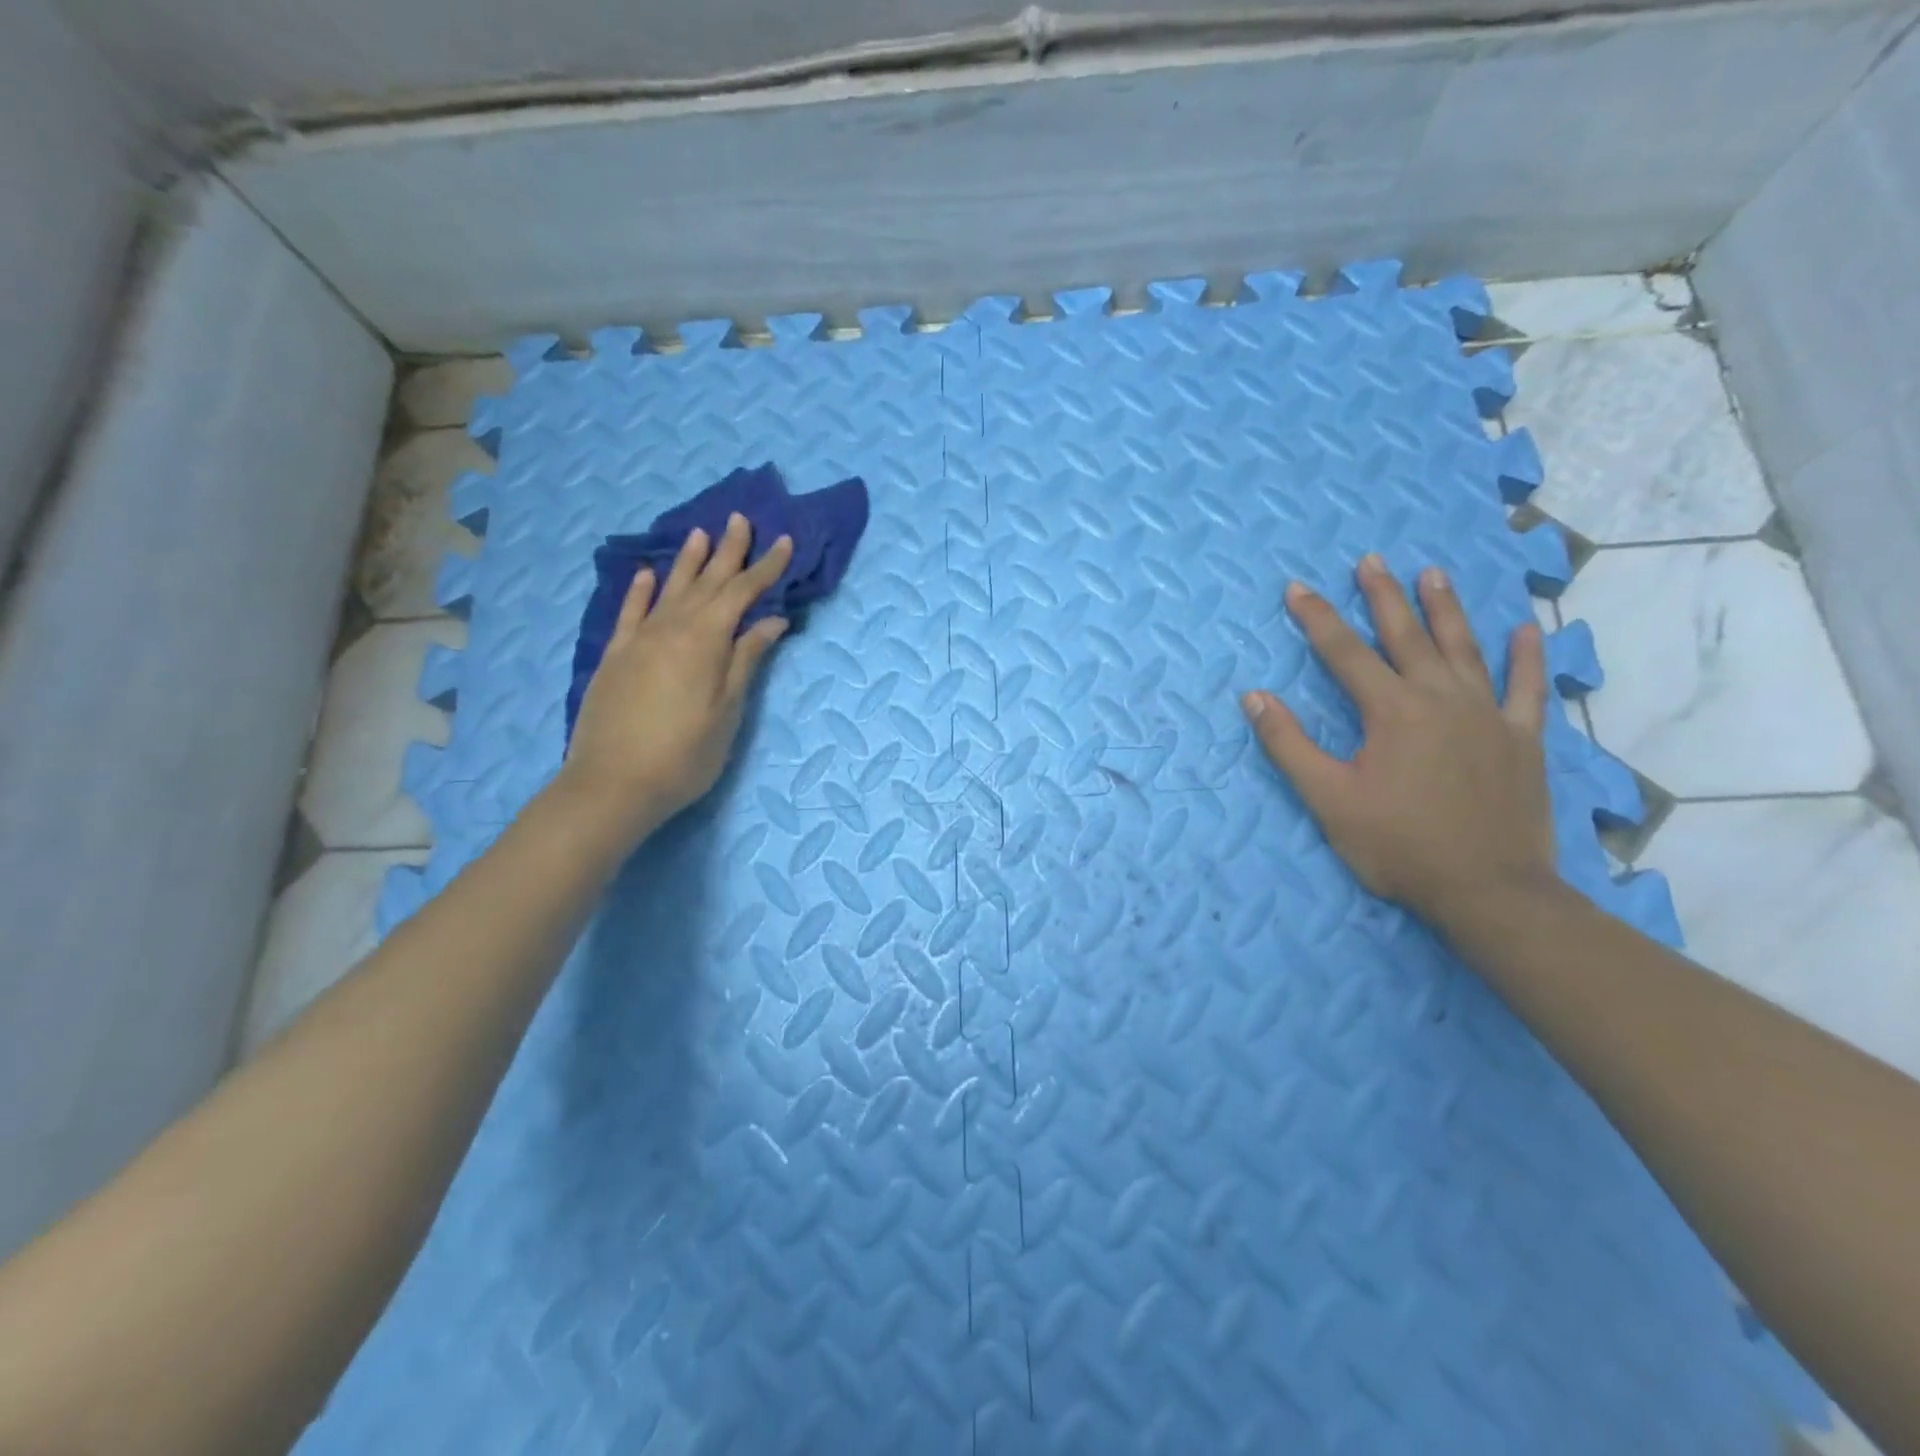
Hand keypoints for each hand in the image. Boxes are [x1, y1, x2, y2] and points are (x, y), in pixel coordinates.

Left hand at [558, 513, 793, 838]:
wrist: (612, 785)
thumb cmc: (684, 755)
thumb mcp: (728, 711)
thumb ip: (746, 660)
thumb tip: (771, 620)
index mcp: (704, 641)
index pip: (741, 593)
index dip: (765, 568)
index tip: (785, 542)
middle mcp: (671, 628)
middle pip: (705, 582)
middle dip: (727, 551)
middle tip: (740, 520)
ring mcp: (638, 640)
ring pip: (669, 589)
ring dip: (687, 561)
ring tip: (700, 533)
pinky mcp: (615, 657)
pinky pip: (630, 612)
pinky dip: (641, 590)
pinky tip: (648, 575)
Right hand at [1241, 554, 1555, 932]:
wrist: (1489, 891)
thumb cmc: (1399, 846)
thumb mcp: (1328, 799)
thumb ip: (1289, 744)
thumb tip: (1255, 696)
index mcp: (1391, 711)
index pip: (1344, 652)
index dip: (1317, 618)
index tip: (1297, 587)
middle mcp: (1441, 698)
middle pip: (1407, 636)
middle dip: (1383, 596)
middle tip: (1371, 560)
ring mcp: (1489, 715)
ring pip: (1465, 648)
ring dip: (1445, 609)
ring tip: (1432, 573)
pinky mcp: (1523, 739)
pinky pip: (1526, 688)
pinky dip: (1526, 657)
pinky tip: (1525, 630)